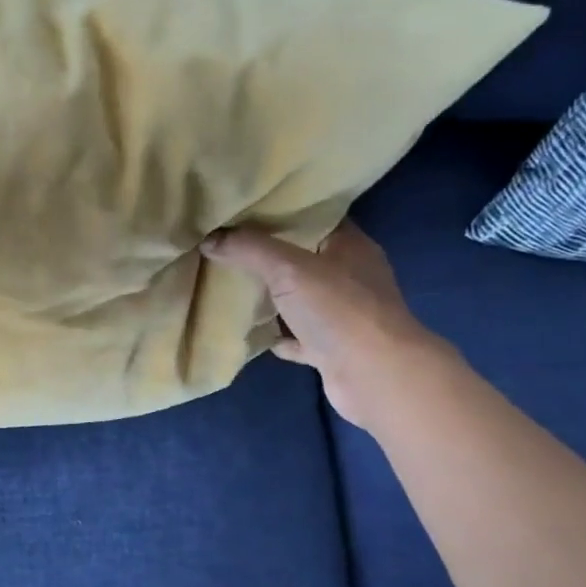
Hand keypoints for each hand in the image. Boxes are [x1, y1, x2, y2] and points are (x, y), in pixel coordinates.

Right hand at [202, 220, 443, 426]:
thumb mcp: (288, 268)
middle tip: (228, 245)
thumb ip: (249, 249)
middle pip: (304, 257)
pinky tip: (254, 333)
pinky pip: (299, 337)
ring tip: (233, 285)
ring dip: (273, 297)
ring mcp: (344, 315)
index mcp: (350, 246)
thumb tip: (209, 238)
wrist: (375, 377)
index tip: (245, 209)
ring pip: (300, 298)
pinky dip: (279, 335)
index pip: (315, 217)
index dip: (282, 211)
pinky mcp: (334, 349)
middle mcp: (351, 276)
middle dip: (269, 254)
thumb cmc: (338, 310)